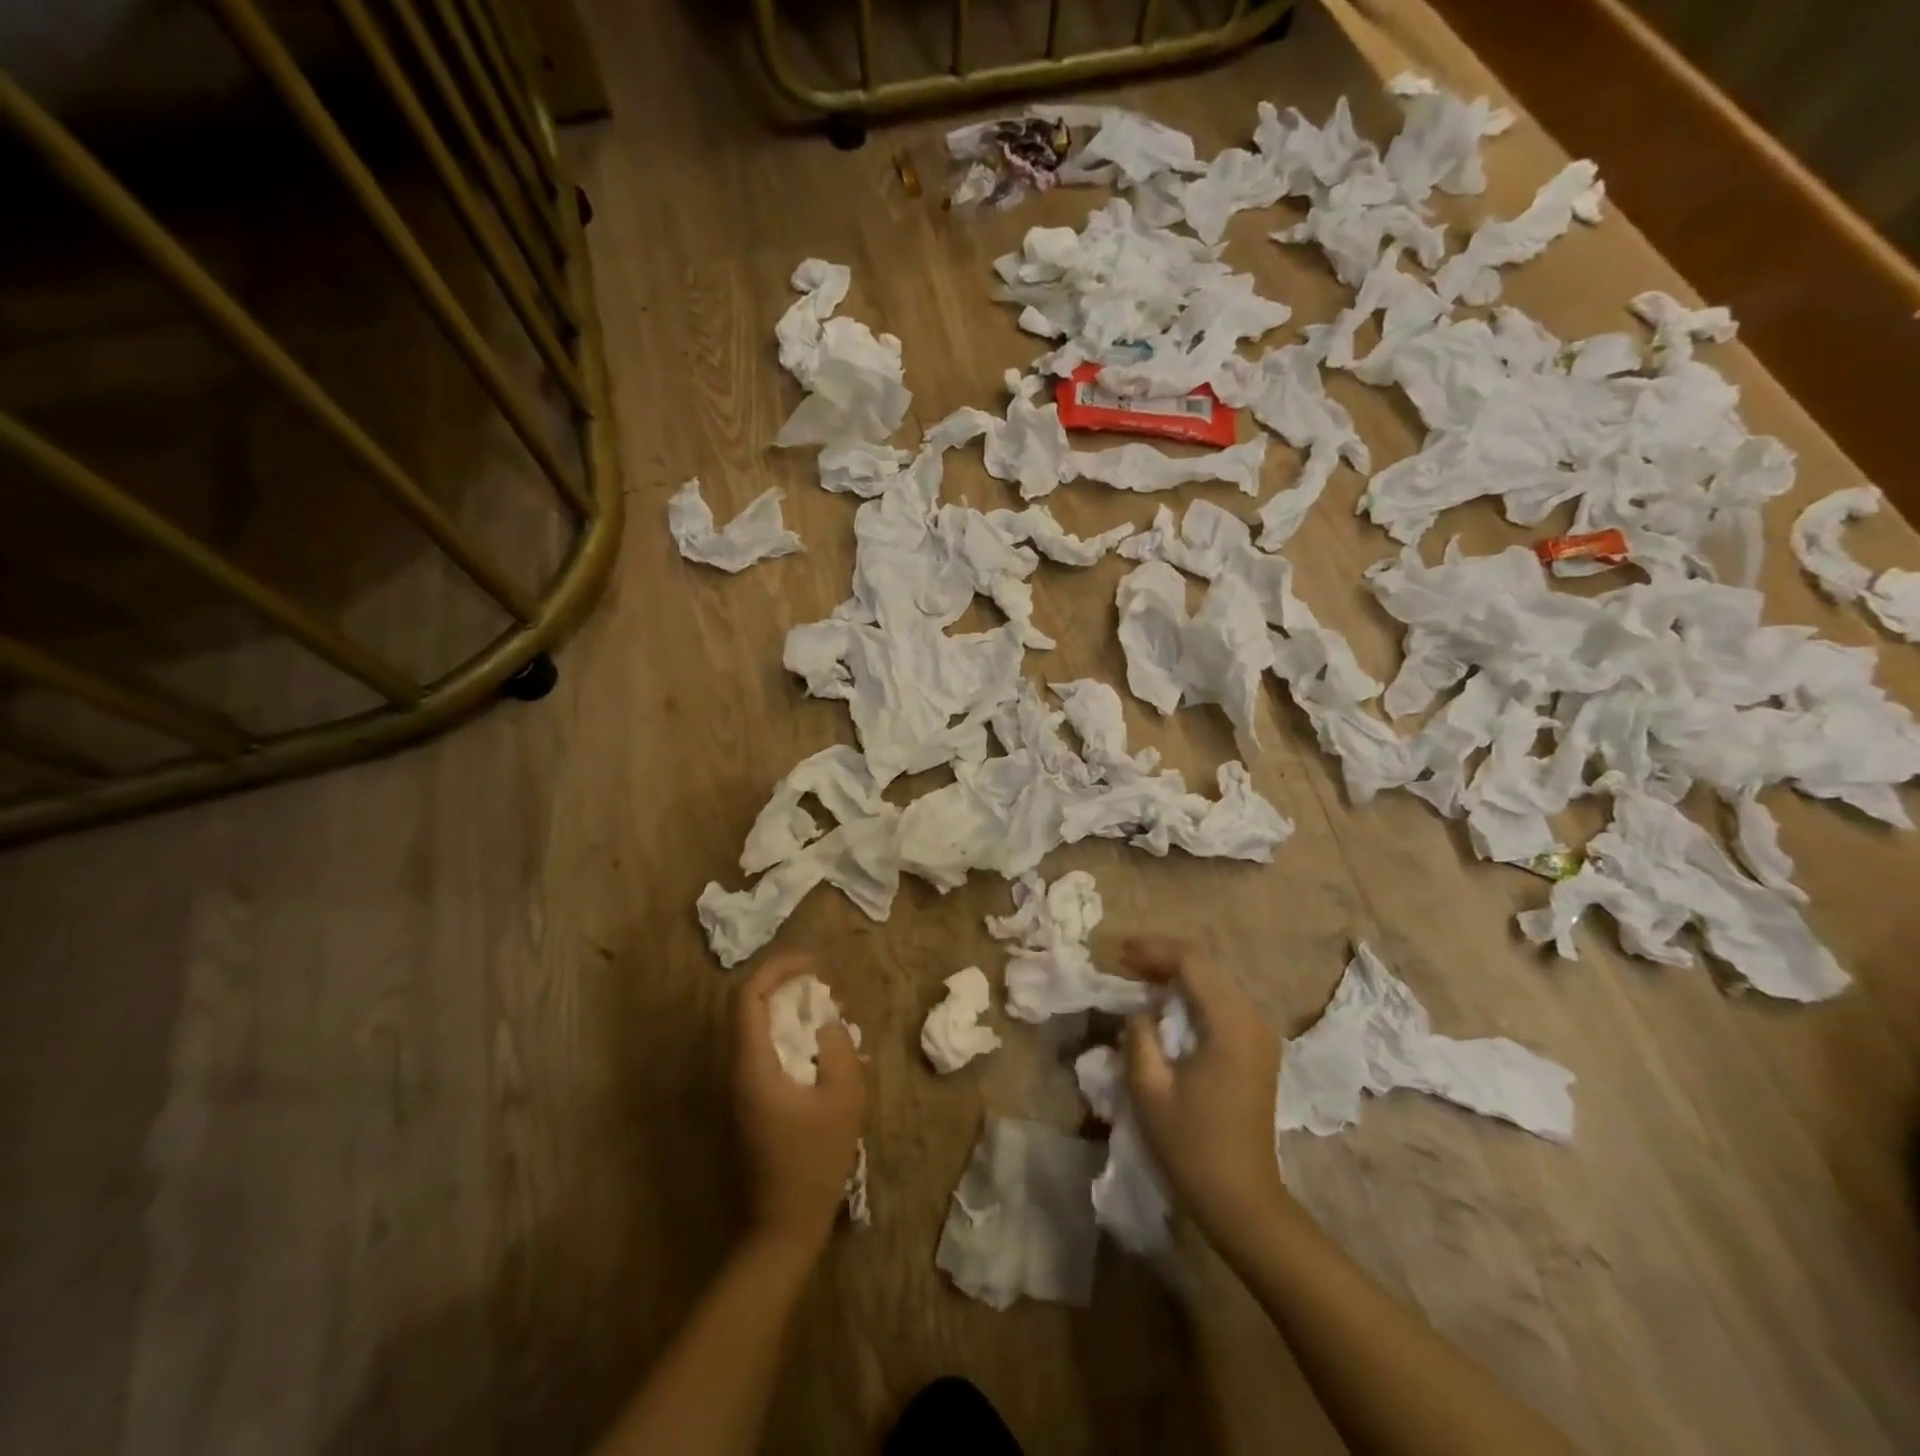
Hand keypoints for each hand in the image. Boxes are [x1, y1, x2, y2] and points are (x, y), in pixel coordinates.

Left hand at [730, 951, 867, 1258]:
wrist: (783, 1225)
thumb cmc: (814, 1162)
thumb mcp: (844, 1100)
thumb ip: (839, 1050)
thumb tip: (827, 1023)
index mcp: (751, 1066)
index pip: (747, 997)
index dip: (777, 969)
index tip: (812, 964)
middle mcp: (736, 1070)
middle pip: (747, 1007)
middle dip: (784, 985)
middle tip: (822, 985)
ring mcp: (739, 1087)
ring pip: (754, 1028)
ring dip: (786, 1010)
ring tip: (826, 1009)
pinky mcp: (748, 1101)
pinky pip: (762, 1050)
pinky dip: (787, 1034)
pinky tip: (819, 1045)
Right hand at [1122, 936, 1291, 1251]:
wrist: (1242, 1200)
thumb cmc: (1192, 1146)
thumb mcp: (1150, 1089)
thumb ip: (1139, 1035)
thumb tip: (1140, 1009)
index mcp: (1231, 1025)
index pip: (1192, 962)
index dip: (1153, 950)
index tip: (1118, 952)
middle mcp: (1253, 1019)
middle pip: (1206, 966)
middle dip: (1163, 958)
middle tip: (1123, 962)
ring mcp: (1260, 1034)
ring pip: (1214, 982)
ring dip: (1177, 975)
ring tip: (1139, 977)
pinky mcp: (1257, 1049)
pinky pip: (1221, 1003)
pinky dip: (1192, 995)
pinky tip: (1166, 1004)